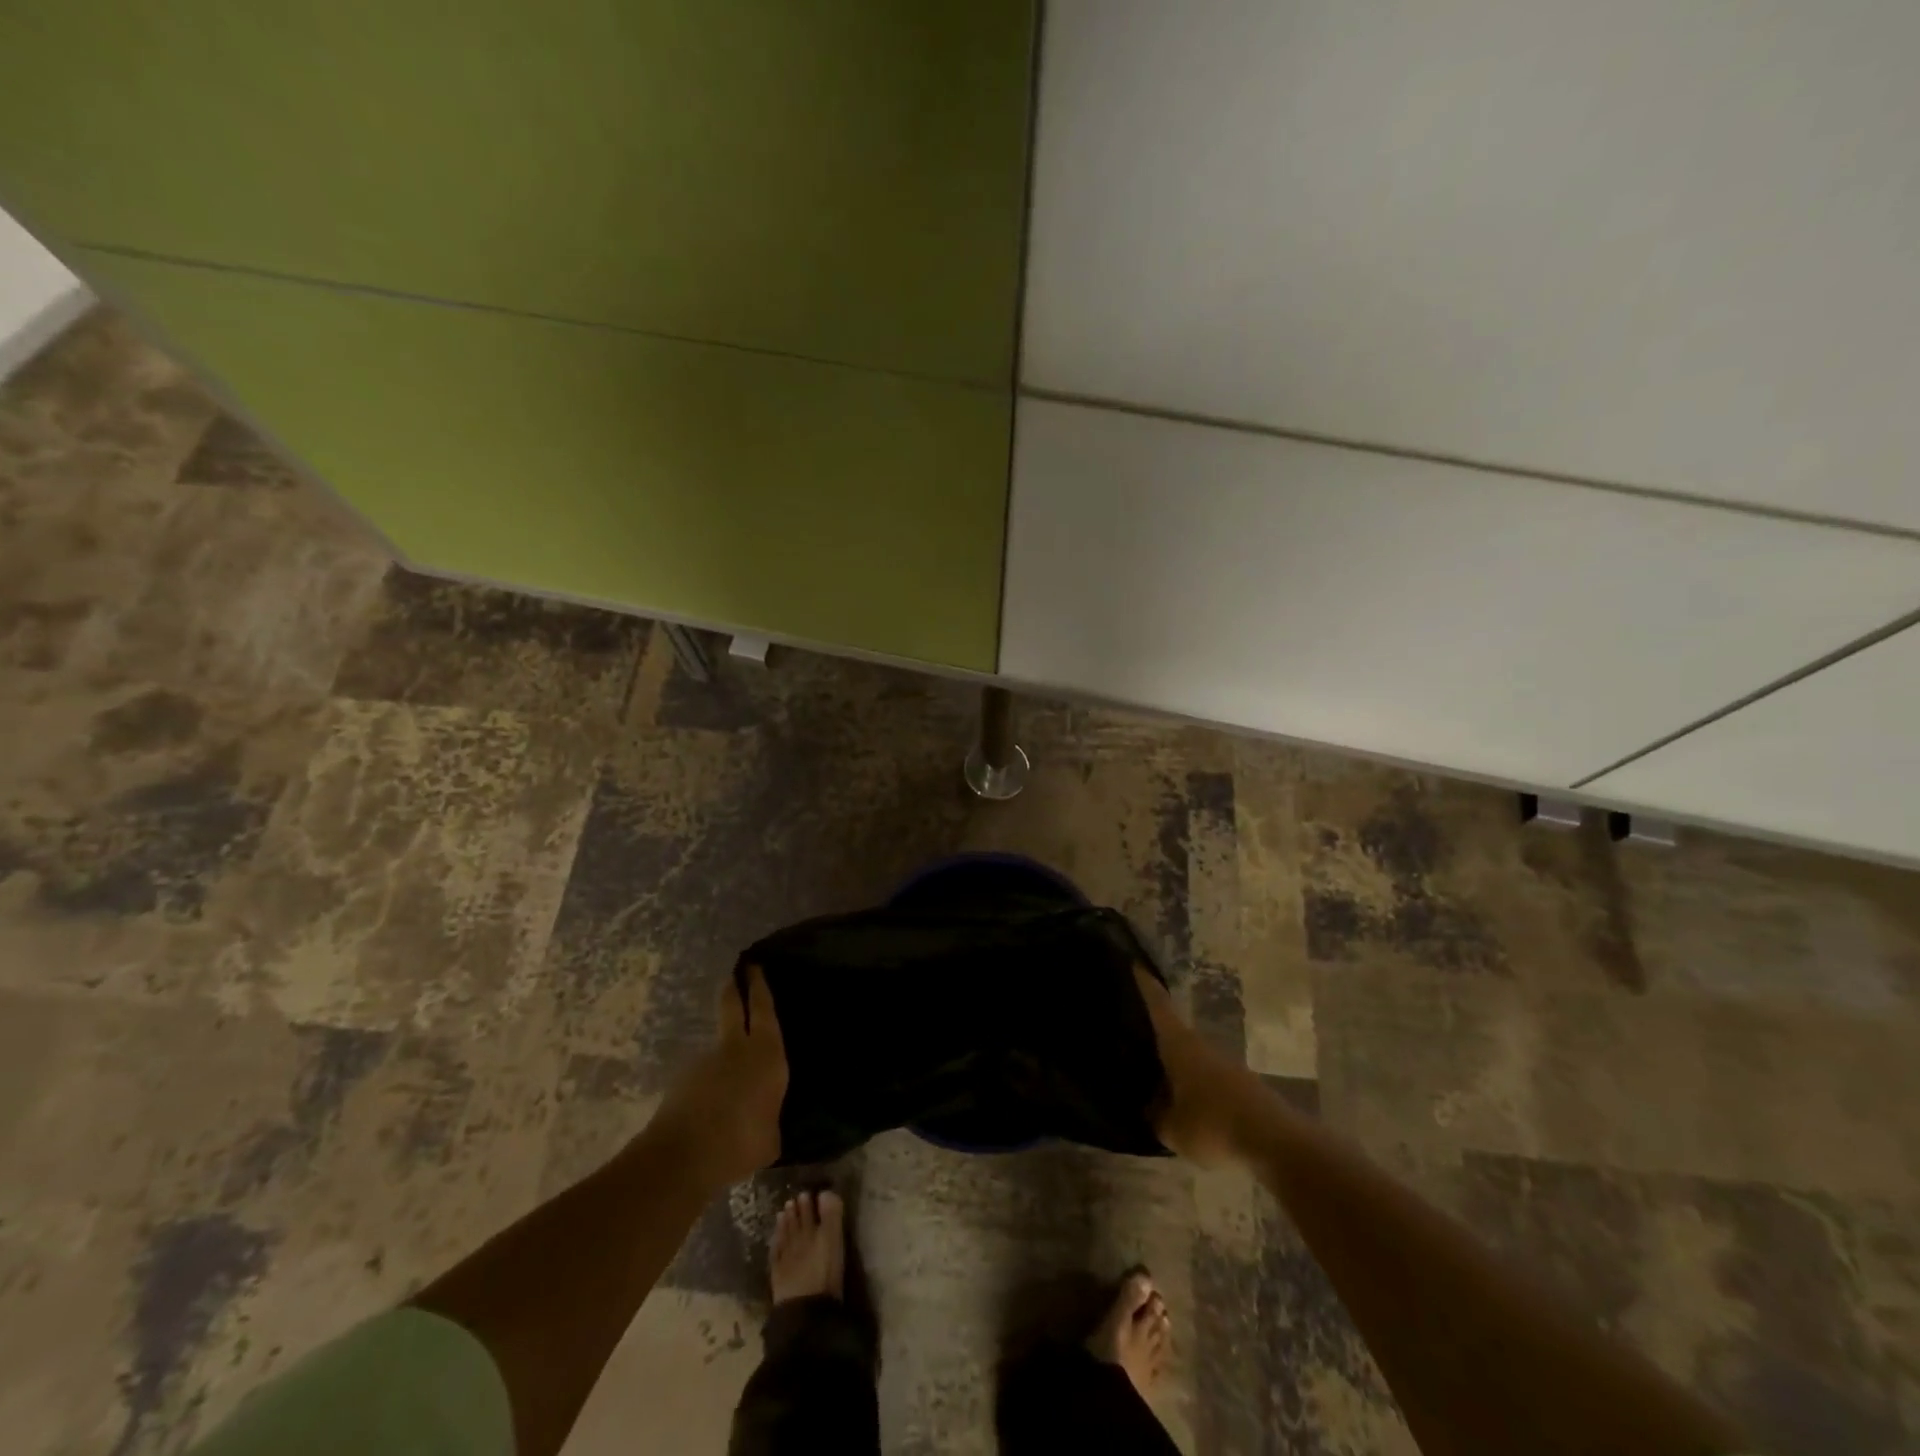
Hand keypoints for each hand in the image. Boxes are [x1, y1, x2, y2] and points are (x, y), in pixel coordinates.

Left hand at [650, 964, 788, 1184]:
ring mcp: (704, 1062)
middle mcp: (735, 1048)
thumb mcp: (771, 1137)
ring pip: (716, 1045)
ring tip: (728, 1078)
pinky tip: (711, 1109)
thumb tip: (765, 1120)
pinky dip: (707, 1085)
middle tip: (735, 973)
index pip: (764, 1009)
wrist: (683, 1158)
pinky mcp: (680, 1082)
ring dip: (722, 1053)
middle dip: (734, 988)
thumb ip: (769, 1118)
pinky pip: (701, 1077)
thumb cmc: (742, 1142)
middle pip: (732, 1006)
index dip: (759, 986)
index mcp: (766, 1053)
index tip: (754, 966)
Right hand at [1134, 964, 1266, 1168]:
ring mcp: (1225, 1065)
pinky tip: (1184, 1101)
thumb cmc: (1214, 1126)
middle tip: (1129, 1028)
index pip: (1159, 1005)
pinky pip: (1207, 1077)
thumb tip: (1147, 1105)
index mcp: (1179, 1045)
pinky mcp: (1242, 1086)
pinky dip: (1192, 1082)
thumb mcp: (1172, 1129)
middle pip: (1174, 1029)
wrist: (1277, 1144)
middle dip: (1154, 1028)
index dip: (1146, 984)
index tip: (1135, 963)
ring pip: (1191, 1055)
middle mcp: (1202, 1046)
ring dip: (1175, 1060)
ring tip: (1153, 1071)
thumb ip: (1154, 1115)